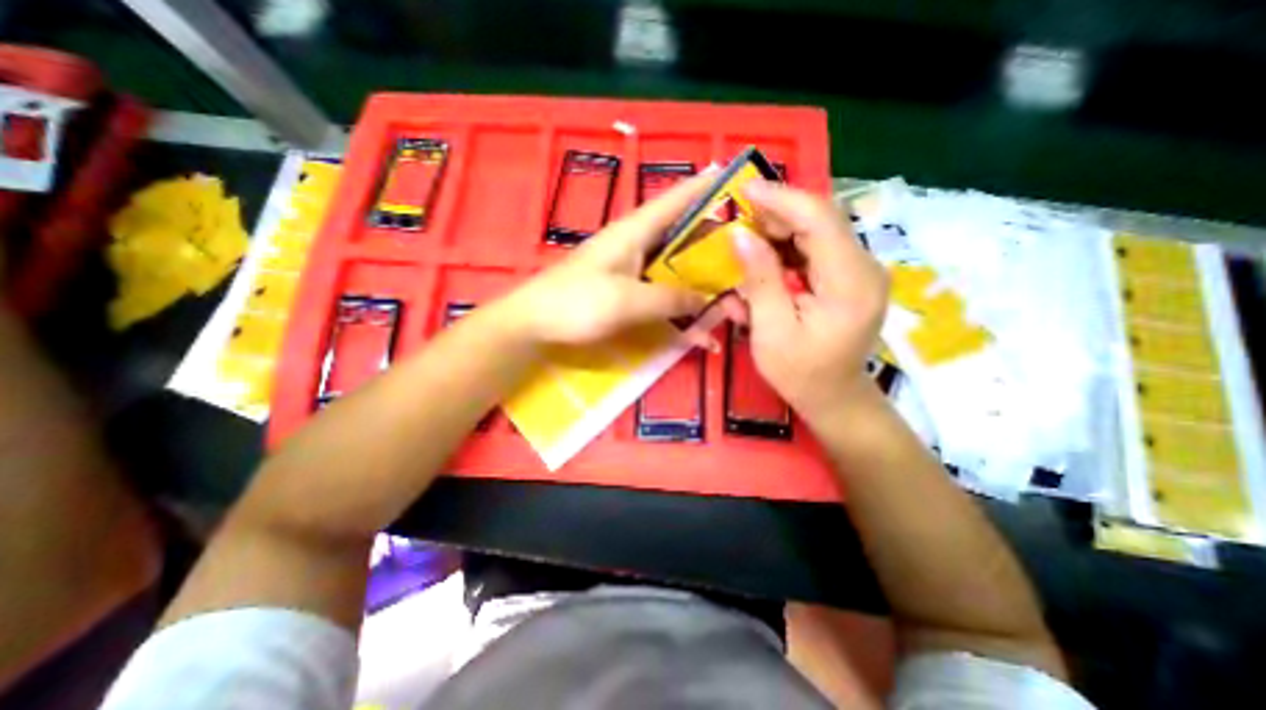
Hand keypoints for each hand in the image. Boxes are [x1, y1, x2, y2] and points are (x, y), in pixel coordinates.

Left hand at [509, 172, 720, 347]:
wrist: (535, 325)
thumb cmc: (576, 303)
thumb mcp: (628, 300)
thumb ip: (670, 298)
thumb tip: (707, 299)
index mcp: (634, 231)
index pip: (676, 200)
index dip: (704, 186)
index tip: (734, 175)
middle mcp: (636, 245)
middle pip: (682, 237)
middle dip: (714, 245)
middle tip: (748, 253)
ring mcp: (630, 270)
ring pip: (674, 269)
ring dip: (700, 283)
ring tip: (733, 294)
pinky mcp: (625, 292)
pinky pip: (660, 294)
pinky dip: (679, 308)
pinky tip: (696, 328)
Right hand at [732, 182, 888, 420]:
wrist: (835, 397)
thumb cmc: (801, 373)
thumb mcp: (771, 331)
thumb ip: (759, 281)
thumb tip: (740, 236)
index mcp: (850, 282)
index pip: (819, 220)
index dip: (781, 199)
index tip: (744, 191)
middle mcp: (864, 267)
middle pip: (820, 220)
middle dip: (776, 214)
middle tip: (737, 219)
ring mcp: (859, 271)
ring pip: (817, 232)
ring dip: (779, 231)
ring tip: (746, 240)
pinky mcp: (849, 277)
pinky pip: (816, 250)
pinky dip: (786, 250)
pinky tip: (763, 261)